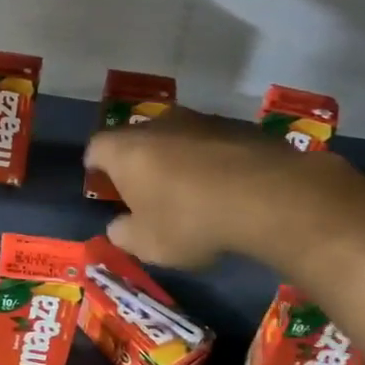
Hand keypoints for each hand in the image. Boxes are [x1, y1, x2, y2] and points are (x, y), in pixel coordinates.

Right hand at [81, 108, 281, 267]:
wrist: (269, 196)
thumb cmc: (189, 220)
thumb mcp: (146, 244)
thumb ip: (123, 233)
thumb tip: (119, 226)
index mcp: (125, 150)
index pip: (95, 148)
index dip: (96, 167)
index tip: (104, 186)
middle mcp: (158, 124)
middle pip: (137, 139)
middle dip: (138, 163)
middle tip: (146, 192)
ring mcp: (202, 120)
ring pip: (177, 139)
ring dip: (178, 160)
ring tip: (191, 193)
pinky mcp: (240, 126)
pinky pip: (213, 144)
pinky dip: (213, 162)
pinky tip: (227, 189)